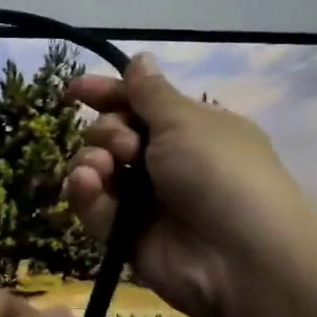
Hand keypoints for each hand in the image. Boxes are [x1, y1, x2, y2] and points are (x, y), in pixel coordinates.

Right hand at [63, 54, 316, 316]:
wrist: (241, 257)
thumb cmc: (219, 173)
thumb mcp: (186, 121)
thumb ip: (150, 93)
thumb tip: (139, 59)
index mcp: (190, 129)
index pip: (140, 103)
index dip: (108, 93)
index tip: (75, 90)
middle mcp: (166, 162)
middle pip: (113, 133)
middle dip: (108, 130)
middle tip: (127, 145)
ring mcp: (145, 201)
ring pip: (98, 169)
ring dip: (92, 160)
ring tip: (102, 168)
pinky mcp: (125, 235)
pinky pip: (94, 207)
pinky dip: (85, 193)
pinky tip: (86, 184)